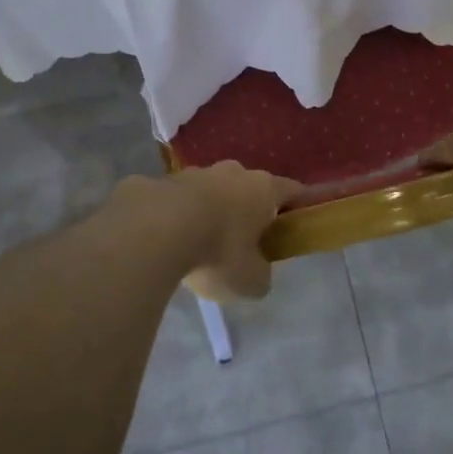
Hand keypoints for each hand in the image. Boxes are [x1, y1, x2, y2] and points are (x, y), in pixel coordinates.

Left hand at [111, 162, 299, 300]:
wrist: (154, 230)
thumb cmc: (217, 251)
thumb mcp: (250, 280)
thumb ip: (260, 275)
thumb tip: (257, 273)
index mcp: (262, 189)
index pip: (292, 190)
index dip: (298, 205)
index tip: (298, 220)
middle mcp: (232, 172)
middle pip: (248, 187)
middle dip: (247, 209)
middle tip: (243, 240)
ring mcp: (194, 173)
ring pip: (210, 190)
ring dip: (209, 210)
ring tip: (199, 243)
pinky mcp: (160, 182)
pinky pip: (176, 200)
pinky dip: (176, 216)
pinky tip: (166, 241)